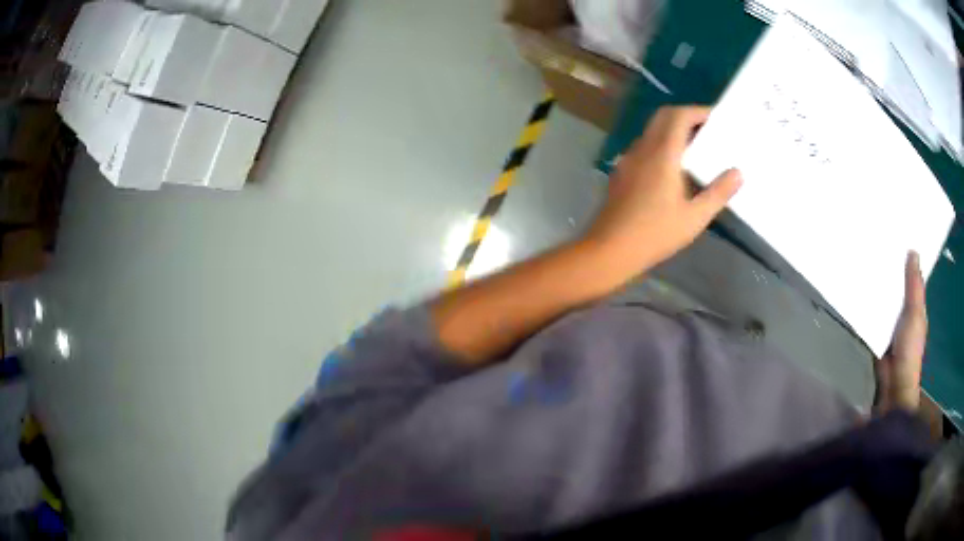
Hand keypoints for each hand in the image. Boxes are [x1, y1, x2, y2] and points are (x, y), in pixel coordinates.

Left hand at [584, 106, 742, 271]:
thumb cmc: (655, 233)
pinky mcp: (621, 172)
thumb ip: (718, 193)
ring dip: (671, 131)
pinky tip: (671, 169)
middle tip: (707, 130)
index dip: (697, 111)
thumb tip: (738, 172)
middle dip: (685, 117)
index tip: (715, 118)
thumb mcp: (694, 217)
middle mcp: (642, 149)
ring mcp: (628, 160)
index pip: (678, 116)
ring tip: (694, 149)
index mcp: (662, 153)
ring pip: (651, 132)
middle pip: (662, 117)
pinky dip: (660, 145)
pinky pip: (643, 148)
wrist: (609, 249)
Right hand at [875, 251, 927, 411]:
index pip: (913, 277)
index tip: (897, 236)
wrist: (893, 385)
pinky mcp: (877, 333)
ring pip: (884, 298)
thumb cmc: (909, 349)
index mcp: (916, 305)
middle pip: (897, 285)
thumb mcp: (915, 315)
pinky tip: (859, 289)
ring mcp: (891, 324)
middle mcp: (904, 311)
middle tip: (876, 242)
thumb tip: (913, 250)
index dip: (907, 258)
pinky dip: (868, 303)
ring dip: (877, 285)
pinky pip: (873, 313)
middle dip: (890, 268)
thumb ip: (914, 287)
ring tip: (864, 260)